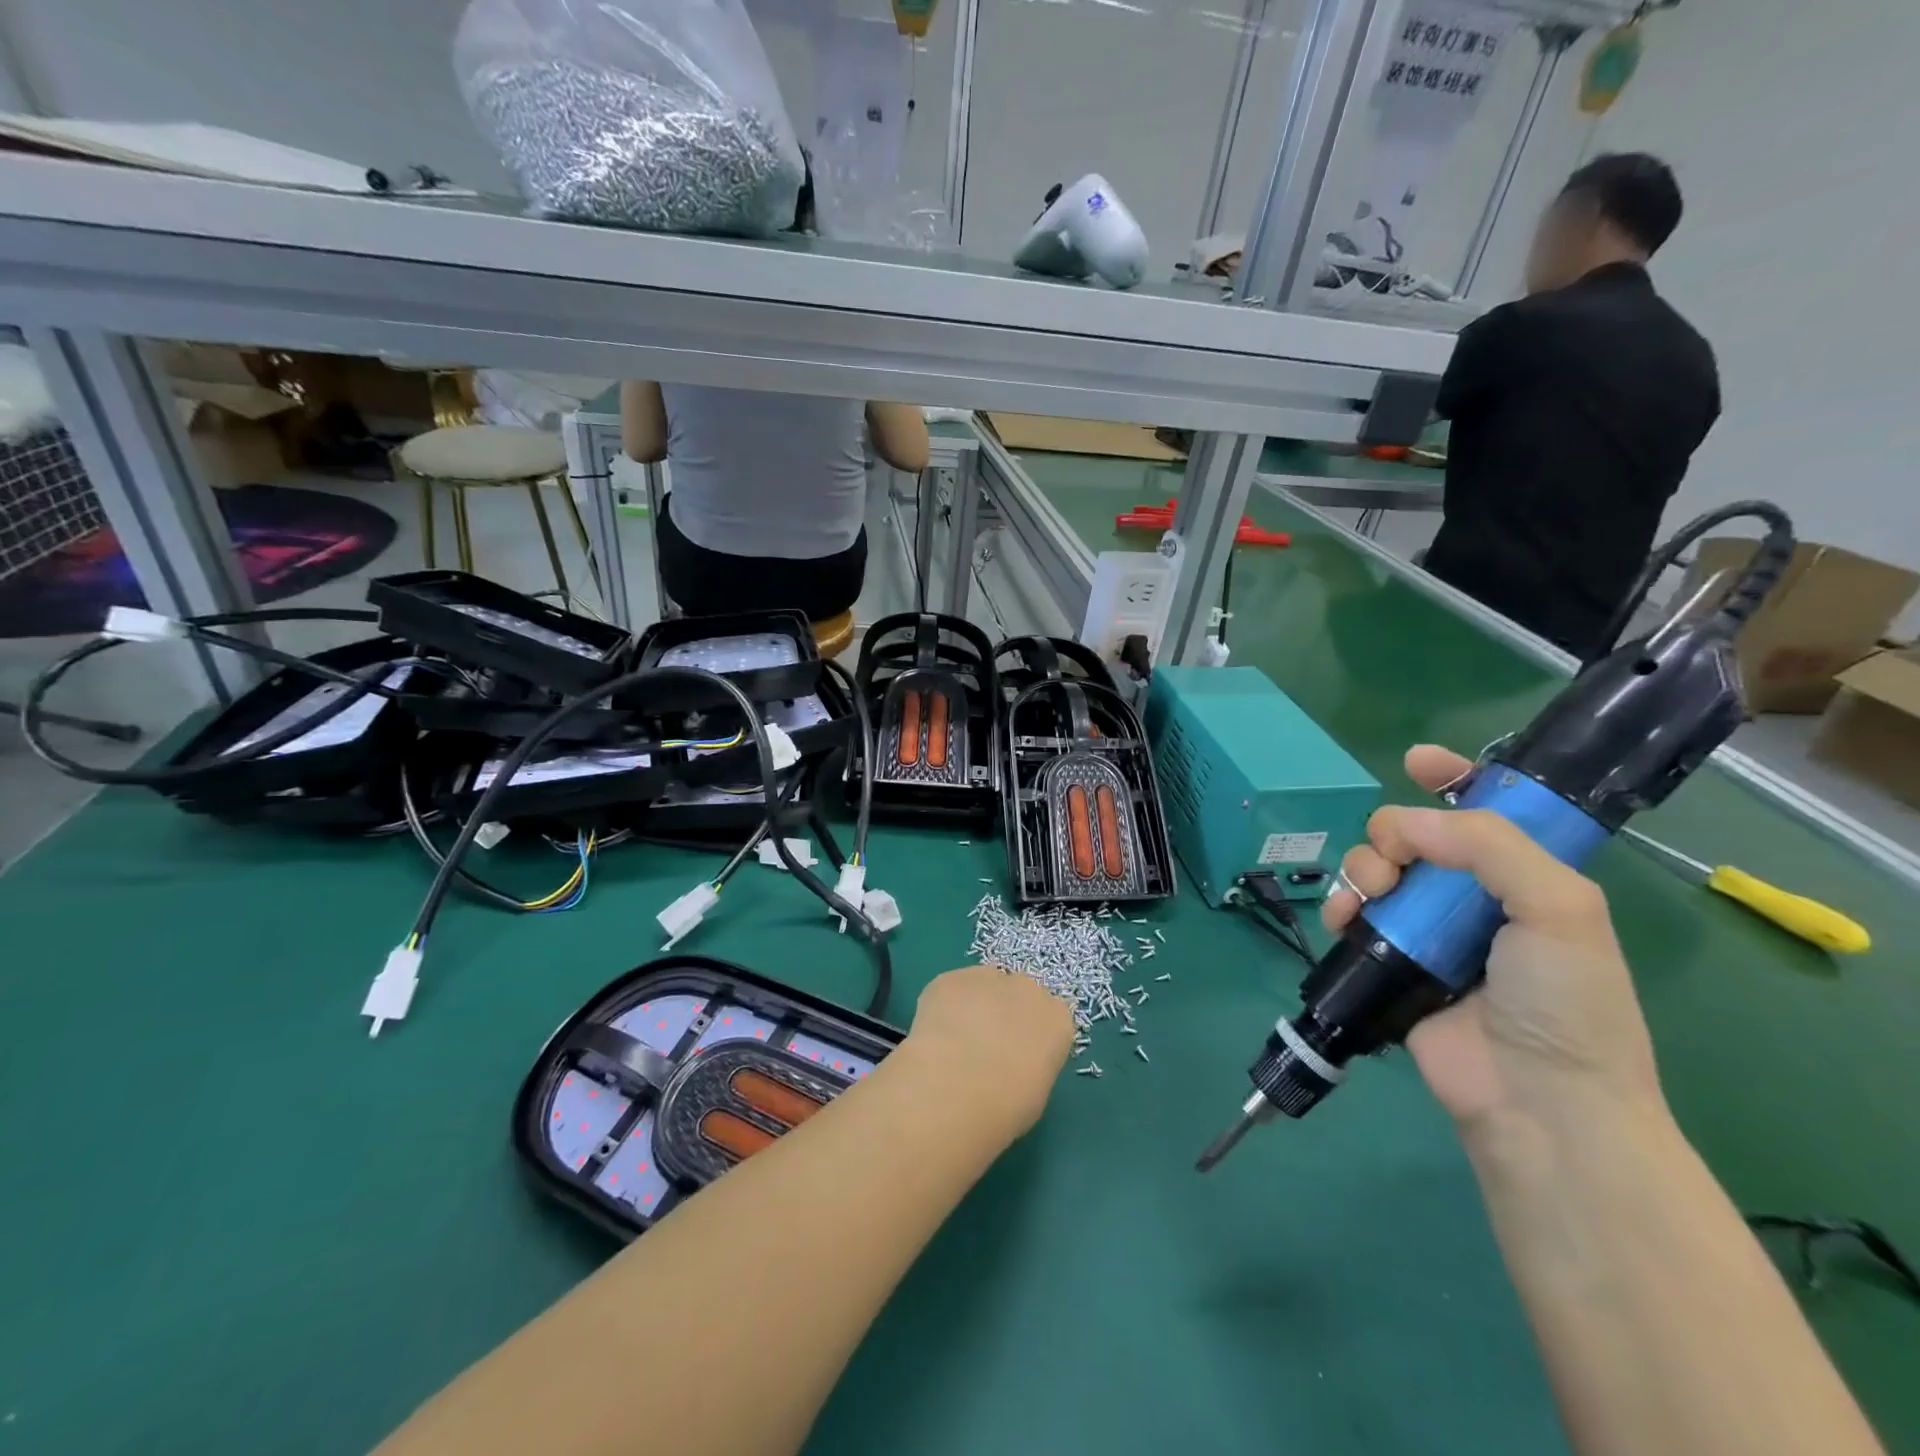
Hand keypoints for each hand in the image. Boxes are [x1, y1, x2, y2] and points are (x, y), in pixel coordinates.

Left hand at [898, 965, 1076, 1138]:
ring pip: (983, 986)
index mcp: (1057, 1020)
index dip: (1029, 1038)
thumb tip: (1012, 1064)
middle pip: (1017, 995)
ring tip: (952, 1043)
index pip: (1048, 1020)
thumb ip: (1030, 1067)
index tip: (1015, 1059)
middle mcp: (1027, 989)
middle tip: (982, 1048)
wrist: (955, 1090)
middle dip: (1003, 1014)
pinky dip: (943, 1007)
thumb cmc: (1006, 1107)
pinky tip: (932, 1035)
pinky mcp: (950, 978)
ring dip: (973, 1006)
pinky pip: (950, 989)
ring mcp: (987, 977)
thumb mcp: (1035, 1096)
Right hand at [1323, 746, 1666, 1135]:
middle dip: (1393, 832)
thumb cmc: (1564, 1002)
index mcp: (1526, 878)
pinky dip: (1339, 906)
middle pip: (1416, 835)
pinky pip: (1353, 914)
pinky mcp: (1389, 961)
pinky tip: (1342, 918)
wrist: (1536, 1102)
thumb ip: (1489, 846)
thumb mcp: (1558, 907)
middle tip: (1395, 858)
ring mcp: (1428, 931)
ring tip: (1369, 895)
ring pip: (1376, 869)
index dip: (1454, 777)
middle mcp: (1474, 898)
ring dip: (1362, 868)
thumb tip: (1406, 824)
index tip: (1415, 761)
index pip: (1488, 810)